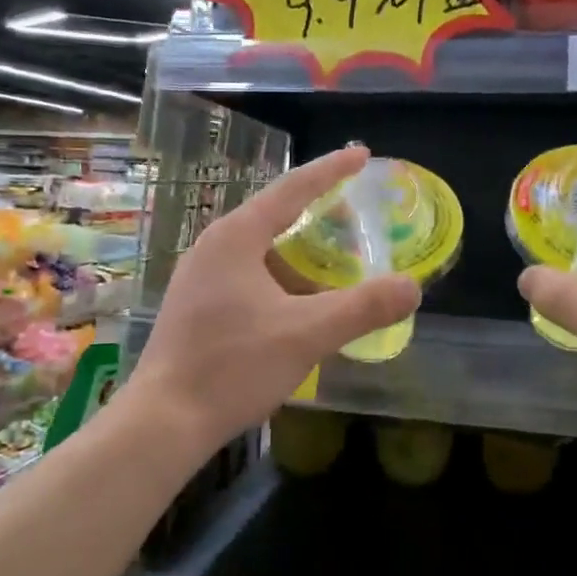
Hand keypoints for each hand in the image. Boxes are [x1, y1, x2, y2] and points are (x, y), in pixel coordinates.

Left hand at [131, 146, 419, 454]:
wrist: (164, 422)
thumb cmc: (233, 367)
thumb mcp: (307, 334)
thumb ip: (363, 308)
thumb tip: (412, 287)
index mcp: (236, 238)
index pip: (292, 189)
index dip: (331, 170)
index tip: (361, 153)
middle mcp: (213, 247)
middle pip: (274, 215)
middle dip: (316, 209)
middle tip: (354, 208)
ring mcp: (199, 277)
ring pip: (260, 249)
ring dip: (298, 250)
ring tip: (334, 257)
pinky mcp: (195, 305)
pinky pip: (248, 274)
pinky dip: (281, 276)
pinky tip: (299, 300)